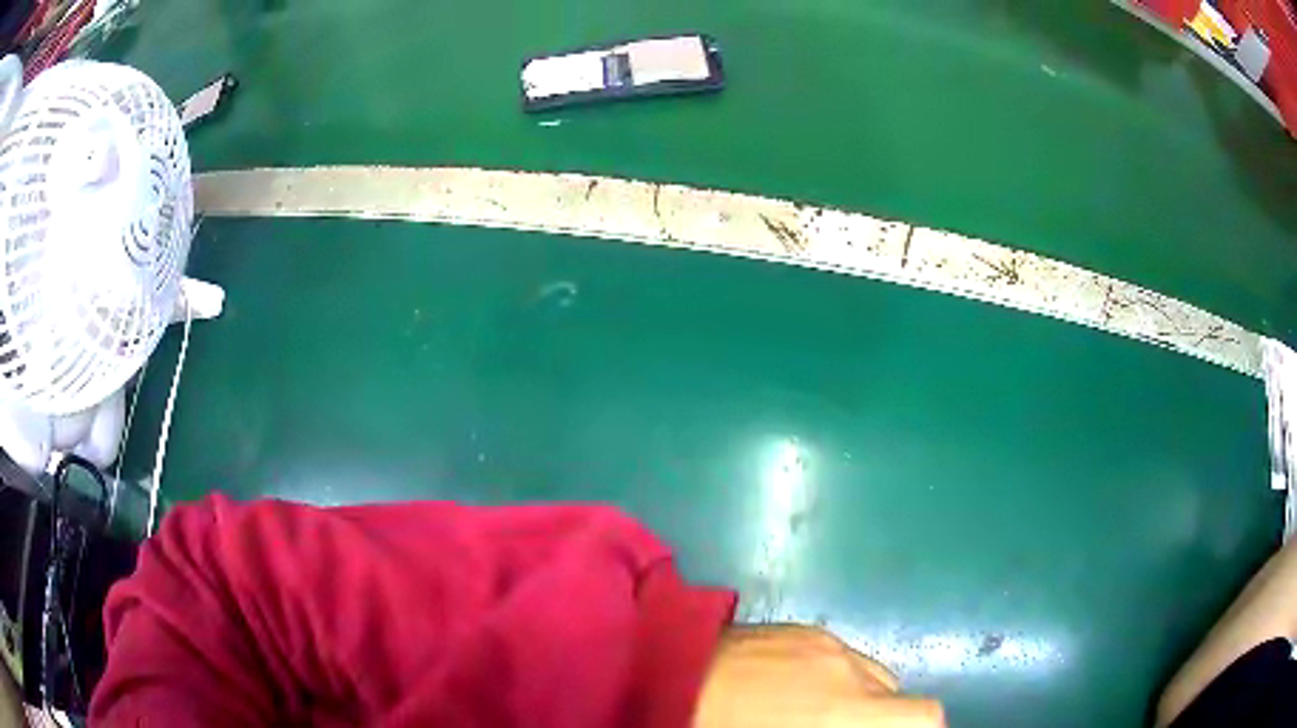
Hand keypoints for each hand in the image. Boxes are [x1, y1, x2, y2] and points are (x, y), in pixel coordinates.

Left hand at [693, 625, 944, 727]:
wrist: (656, 672)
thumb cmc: (713, 724)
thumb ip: (838, 726)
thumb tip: (848, 722)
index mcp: (843, 713)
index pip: (924, 716)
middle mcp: (848, 670)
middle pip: (896, 694)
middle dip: (881, 718)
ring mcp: (824, 641)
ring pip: (869, 672)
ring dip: (858, 696)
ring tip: (812, 713)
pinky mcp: (798, 625)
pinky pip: (838, 654)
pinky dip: (832, 675)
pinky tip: (790, 688)